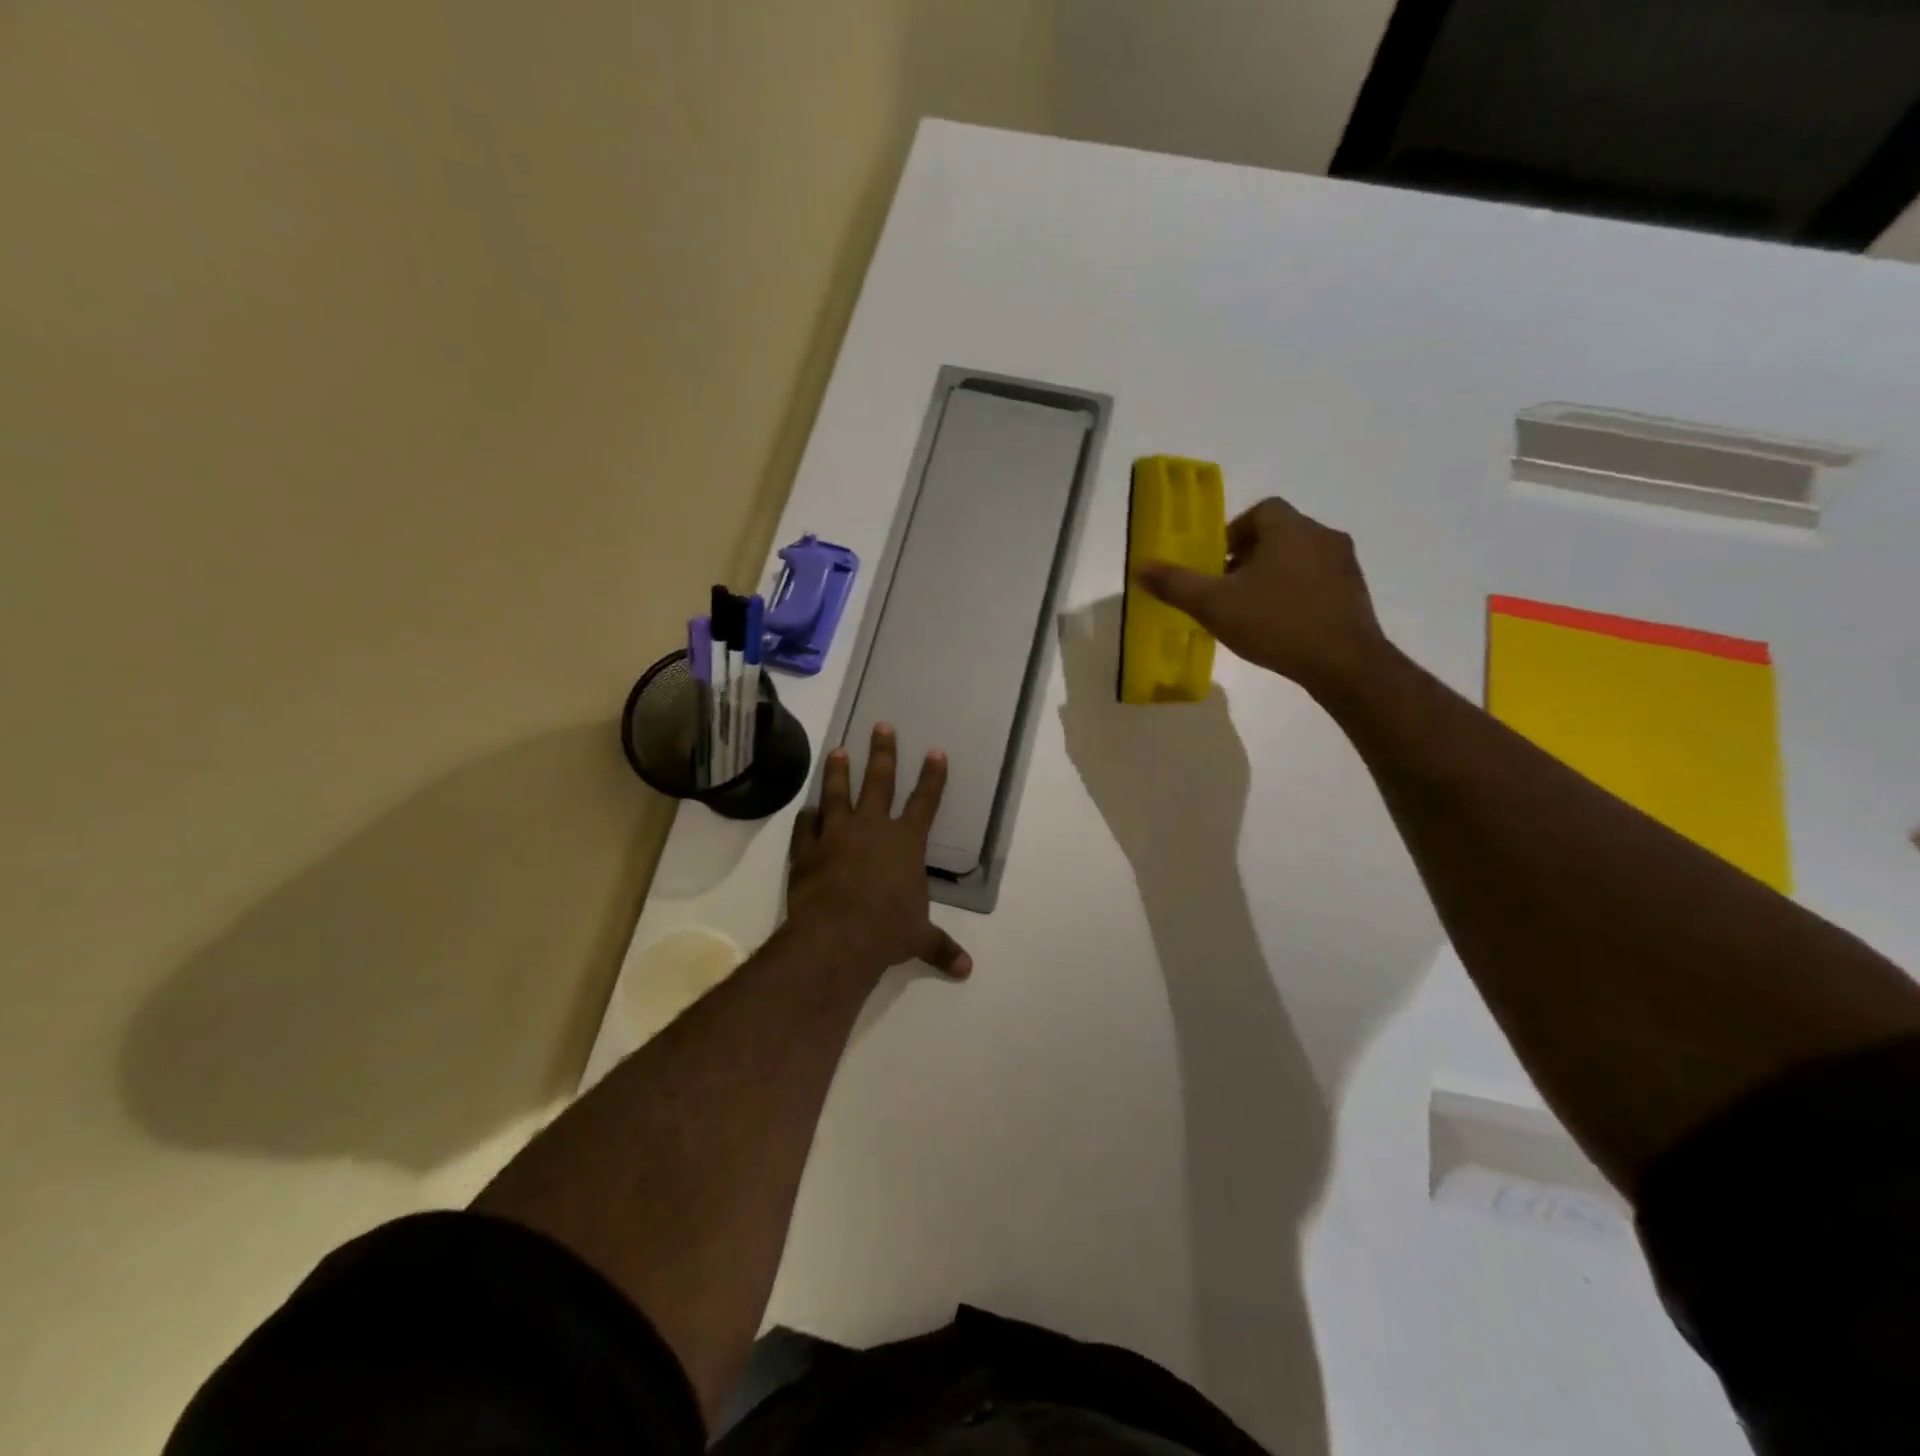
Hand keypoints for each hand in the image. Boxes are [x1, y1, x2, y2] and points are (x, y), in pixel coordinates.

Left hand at [786, 724, 971, 982]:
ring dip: (838, 772)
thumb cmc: (887, 931)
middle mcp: (872, 829)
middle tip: (880, 726)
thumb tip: (966, 970)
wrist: (836, 937)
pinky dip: (808, 817)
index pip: (925, 801)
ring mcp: (836, 835)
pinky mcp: (806, 850)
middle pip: (879, 782)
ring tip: (837, 750)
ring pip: (837, 794)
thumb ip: (940, 947)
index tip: (935, 751)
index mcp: (905, 842)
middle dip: (882, 753)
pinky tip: (808, 809)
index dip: (932, 776)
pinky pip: (806, 826)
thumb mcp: (918, 939)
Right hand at [1134, 497, 1387, 698]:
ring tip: (1253, 609)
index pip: (1261, 510)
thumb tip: (1140, 567)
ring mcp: (1345, 565)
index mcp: (1290, 528)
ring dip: (1275, 575)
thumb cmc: (1276, 623)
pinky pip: (1319, 582)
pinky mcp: (1356, 594)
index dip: (1235, 532)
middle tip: (1228, 588)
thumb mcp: (1214, 605)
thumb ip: (1176, 584)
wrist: (1344, 663)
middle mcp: (1322, 536)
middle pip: (1280, 534)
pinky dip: (1298, 594)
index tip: (1217, 562)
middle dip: (1251, 556)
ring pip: (1301, 558)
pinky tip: (1282, 625)